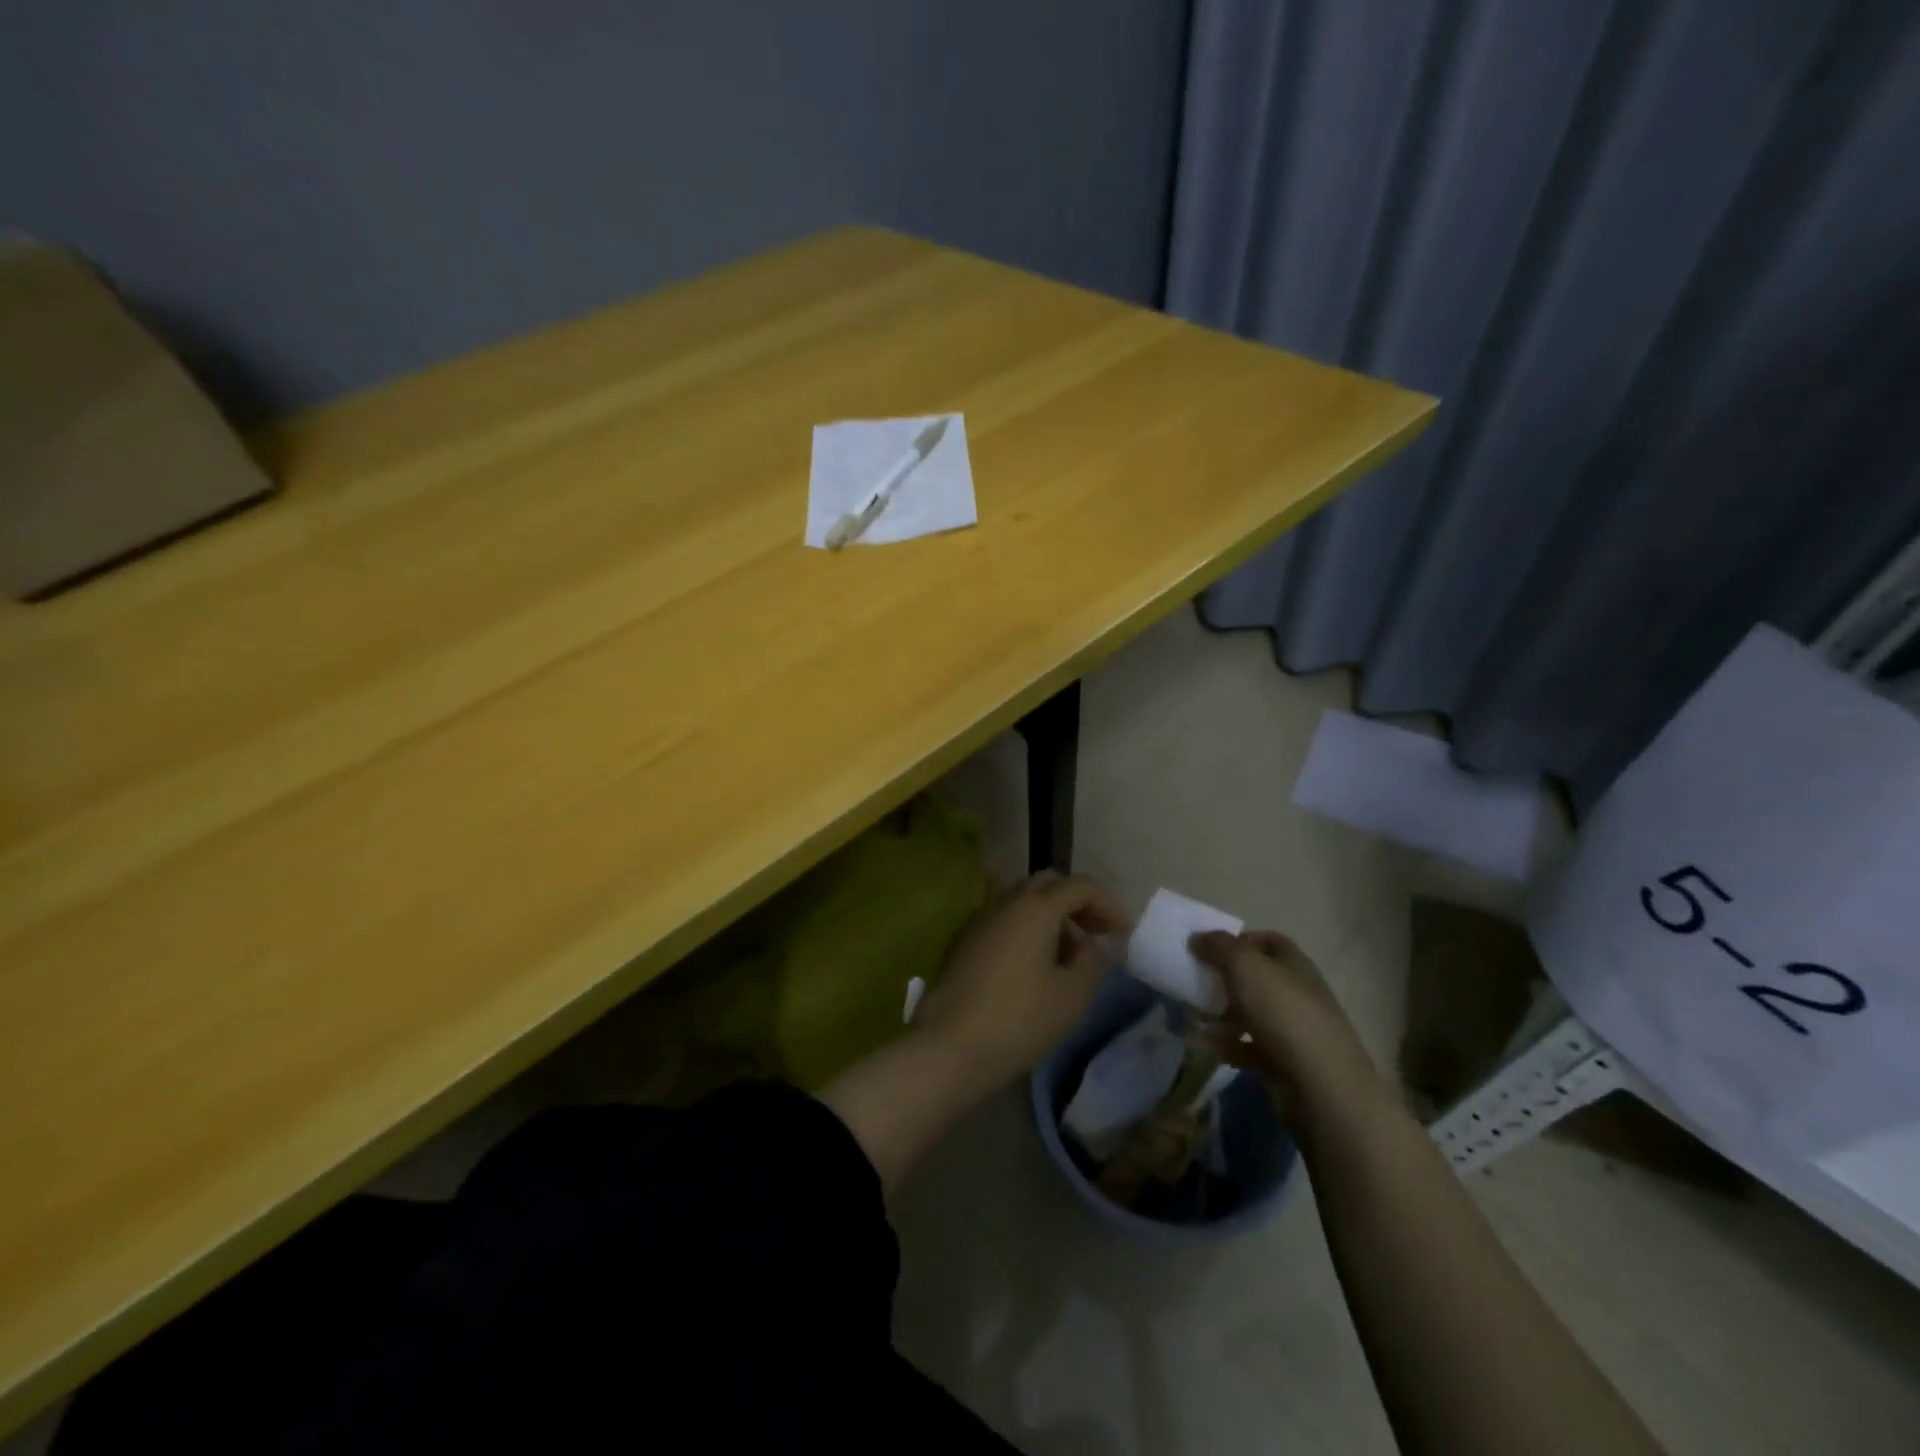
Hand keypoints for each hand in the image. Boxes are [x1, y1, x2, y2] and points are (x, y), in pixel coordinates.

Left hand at [914, 871, 1130, 1090]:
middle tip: (1095, 938)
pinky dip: (1025, 933)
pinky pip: (1003, 923)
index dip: (1108, 904)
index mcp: (1035, 907)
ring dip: (1050, 920)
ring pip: (1022, 903)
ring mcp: (979, 921)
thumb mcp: (1071, 995)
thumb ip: (1092, 962)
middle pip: (1048, 886)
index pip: (1080, 886)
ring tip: (1067, 960)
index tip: (1123, 935)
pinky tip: (1032, 970)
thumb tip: (1093, 944)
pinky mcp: (962, 944)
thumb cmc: (1019, 1020)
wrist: (949, 1048)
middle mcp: (1004, 903)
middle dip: (1077, 905)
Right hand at [1190, 929, 1389, 1132]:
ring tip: (1191, 1015)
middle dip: (1224, 978)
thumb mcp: (1246, 967)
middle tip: (1194, 981)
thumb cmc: (1284, 1013)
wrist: (1322, 1087)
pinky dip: (1224, 1044)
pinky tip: (1201, 1045)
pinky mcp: (1283, 1062)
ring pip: (1250, 1013)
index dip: (1238, 939)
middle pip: (1256, 977)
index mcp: (1294, 964)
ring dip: (1220, 1013)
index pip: (1267, 941)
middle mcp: (1296, 993)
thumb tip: (1197, 937)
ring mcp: (1292, 1030)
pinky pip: (1247, 1046)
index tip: (1207, 948)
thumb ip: (1219, 947)